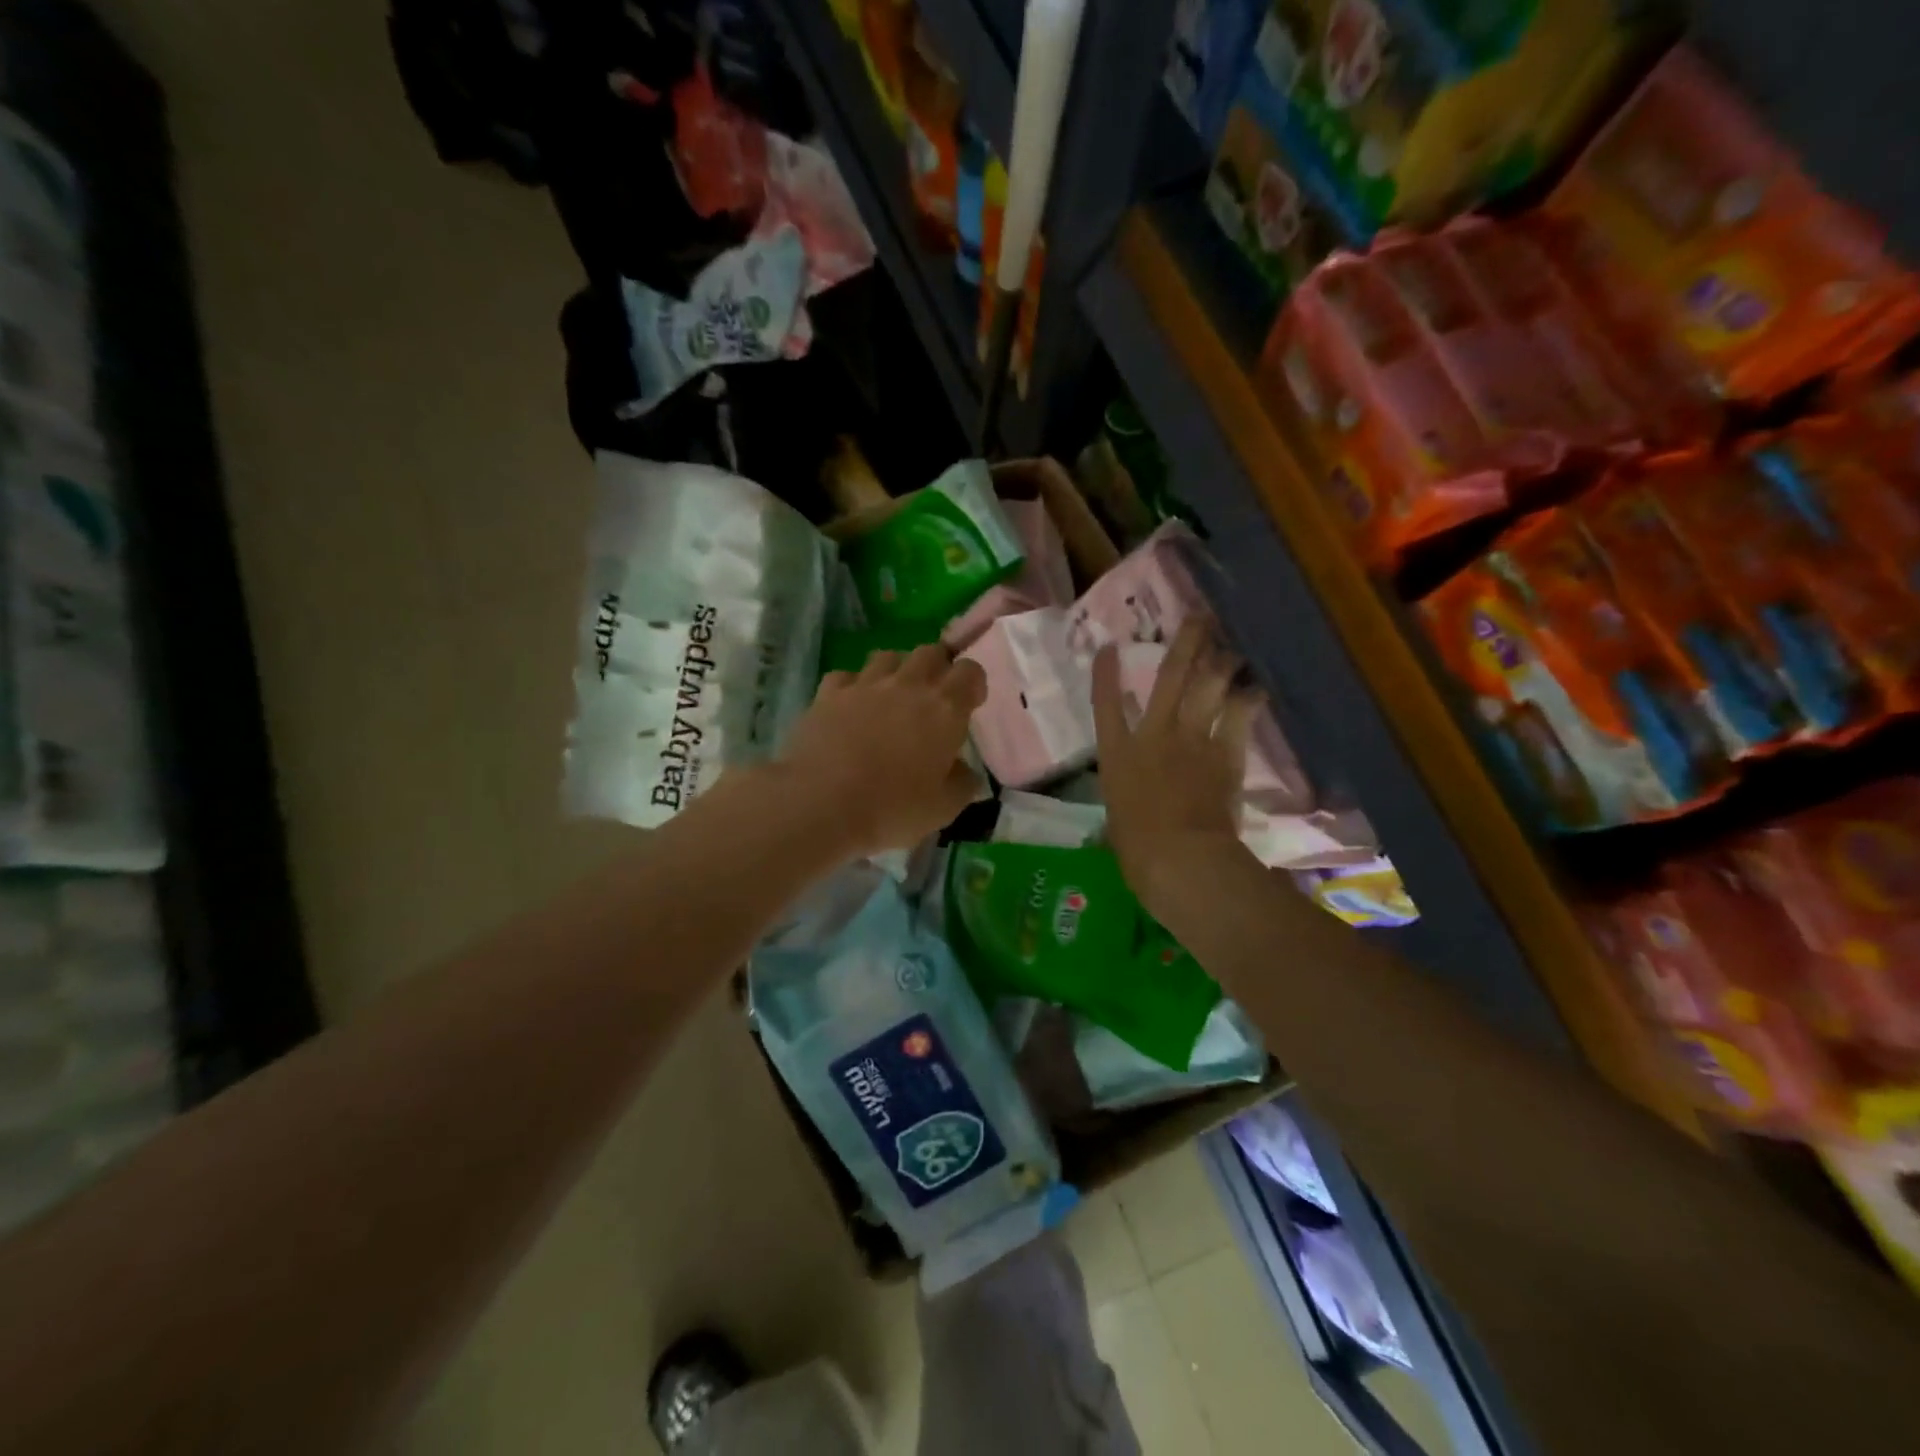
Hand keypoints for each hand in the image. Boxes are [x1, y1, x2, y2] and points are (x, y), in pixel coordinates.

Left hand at [779, 643, 988, 858]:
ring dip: (896, 671)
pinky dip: (853, 686)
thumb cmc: (892, 808)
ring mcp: (865, 684)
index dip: (972, 684)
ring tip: (892, 697)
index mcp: (945, 709)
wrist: (821, 803)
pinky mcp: (828, 693)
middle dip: (936, 668)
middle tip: (932, 697)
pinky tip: (850, 706)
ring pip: (888, 656)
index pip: (970, 672)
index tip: (969, 705)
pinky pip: (846, 676)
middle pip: (929, 652)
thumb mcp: (943, 809)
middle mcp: (908, 685)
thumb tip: (965, 772)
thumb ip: (962, 784)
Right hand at [1093, 618, 1259, 916]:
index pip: (1105, 707)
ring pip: (1208, 688)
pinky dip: (1250, 699)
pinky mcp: (1225, 752)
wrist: (1180, 856)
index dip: (1106, 676)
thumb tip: (1125, 816)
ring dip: (1221, 662)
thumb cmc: (1137, 848)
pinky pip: (1239, 716)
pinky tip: (1259, 686)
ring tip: (1232, 642)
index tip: (1107, 648)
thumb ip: (1126, 804)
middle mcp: (1153, 735)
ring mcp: (1191, 739)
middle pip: (1169, 679)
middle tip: (1199, 617)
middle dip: (1185, 645)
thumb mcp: (1119, 822)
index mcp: (1117, 755)